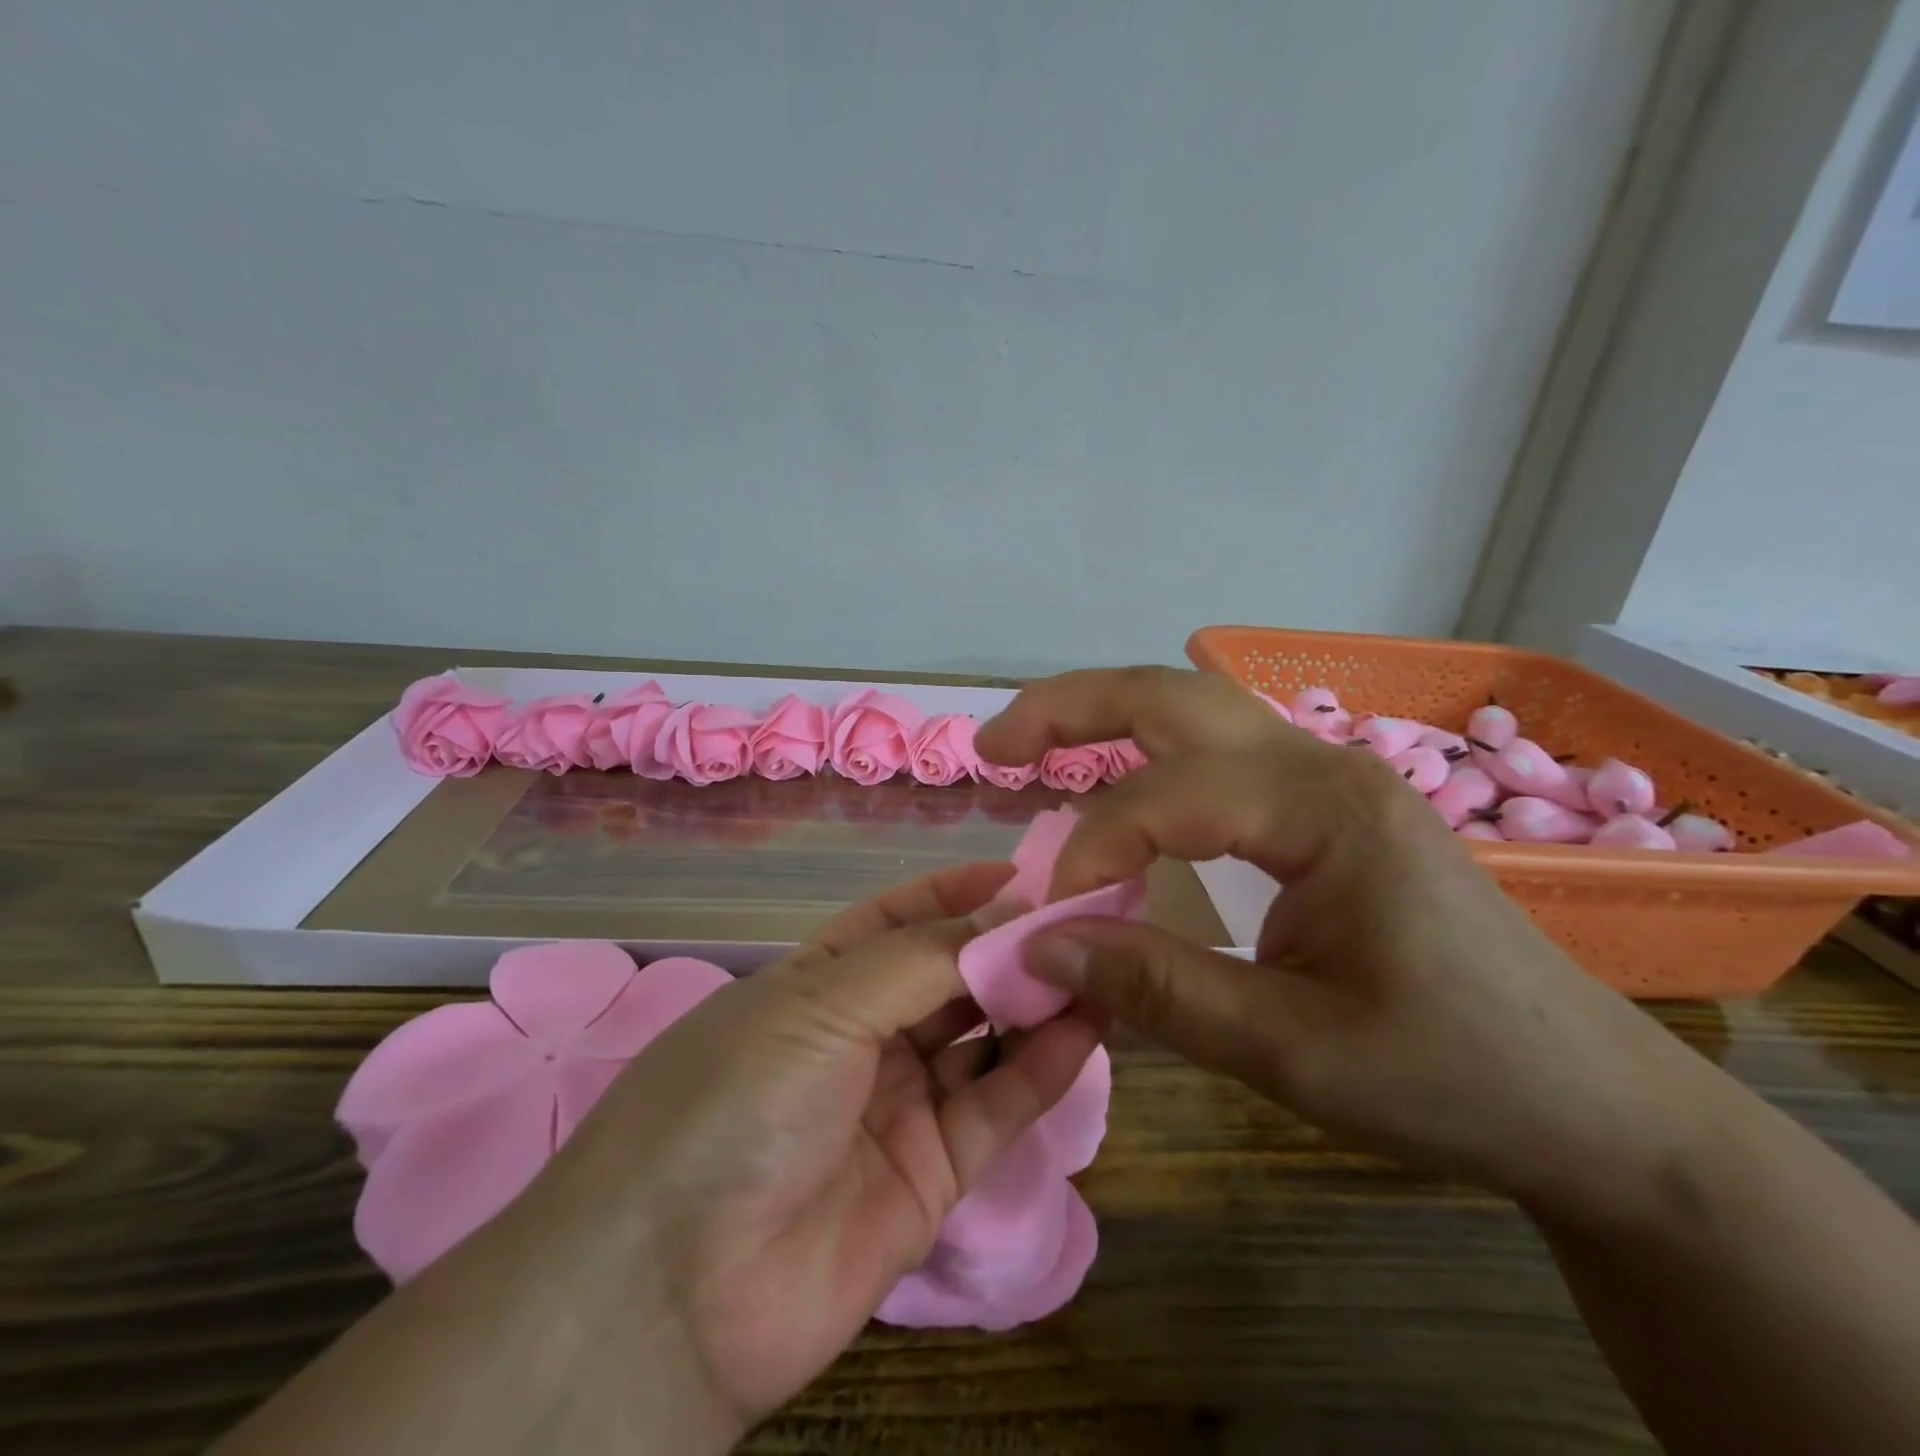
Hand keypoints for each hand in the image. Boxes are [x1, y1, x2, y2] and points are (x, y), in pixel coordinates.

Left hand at [525, 862, 1101, 1445]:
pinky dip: (1044, 1067)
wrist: (672, 1293)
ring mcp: (898, 1105)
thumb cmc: (738, 1100)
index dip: (956, 893)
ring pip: (982, 1039)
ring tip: (1099, 962)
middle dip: (1008, 945)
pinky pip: (997, 1107)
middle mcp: (860, 1036)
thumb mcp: (822, 1004)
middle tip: (1083, 917)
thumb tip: (1008, 913)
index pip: (897, 919)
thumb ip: (922, 960)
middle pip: (948, 977)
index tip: (1023, 873)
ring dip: (1036, 1001)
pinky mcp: (933, 1174)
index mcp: (817, 981)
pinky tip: (1088, 1025)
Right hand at [974, 667, 1716, 1202]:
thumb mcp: (1292, 1051)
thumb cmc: (1453, 1077)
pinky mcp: (1326, 805)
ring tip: (1031, 745)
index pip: (1169, 797)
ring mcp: (1327, 777)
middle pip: (1173, 696)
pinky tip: (1116, 782)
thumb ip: (1158, 988)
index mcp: (1324, 810)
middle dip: (1070, 709)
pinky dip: (1147, 753)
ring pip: (1194, 709)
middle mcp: (1322, 765)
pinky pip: (1217, 751)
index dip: (1092, 846)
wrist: (1591, 1102)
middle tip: (993, 745)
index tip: (1049, 916)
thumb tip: (1041, 947)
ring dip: (1104, 715)